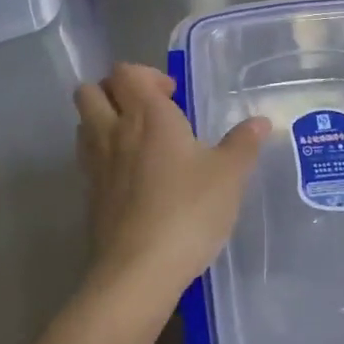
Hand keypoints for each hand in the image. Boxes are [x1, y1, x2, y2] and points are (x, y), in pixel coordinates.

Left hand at [73, 64, 270, 319]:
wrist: (139, 271)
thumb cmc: (188, 211)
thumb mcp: (228, 176)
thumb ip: (243, 144)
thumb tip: (261, 122)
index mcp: (147, 115)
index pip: (127, 72)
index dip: (146, 75)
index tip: (172, 96)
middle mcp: (114, 130)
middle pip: (91, 90)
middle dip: (113, 90)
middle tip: (144, 110)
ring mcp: (96, 164)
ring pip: (83, 122)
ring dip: (102, 120)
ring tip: (134, 139)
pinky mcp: (89, 195)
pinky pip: (87, 158)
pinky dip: (101, 155)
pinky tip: (128, 175)